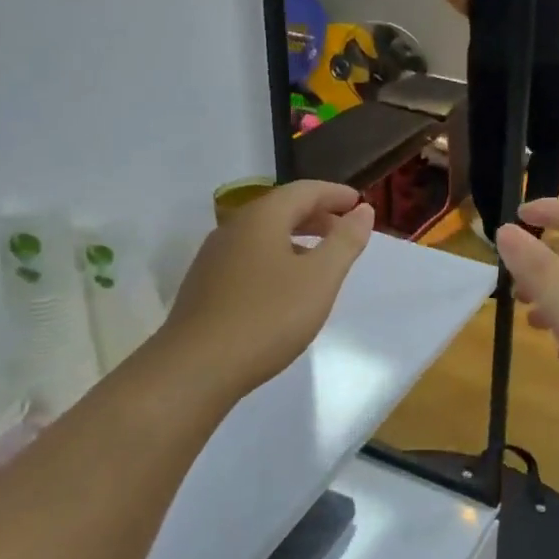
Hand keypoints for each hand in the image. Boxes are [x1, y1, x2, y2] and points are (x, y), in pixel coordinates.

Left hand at [149, 180, 373, 406]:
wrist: (196, 368)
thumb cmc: (268, 317)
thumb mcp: (320, 278)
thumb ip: (345, 241)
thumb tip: (362, 210)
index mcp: (262, 218)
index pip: (304, 190)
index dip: (335, 194)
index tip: (360, 204)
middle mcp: (233, 228)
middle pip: (281, 209)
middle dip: (318, 215)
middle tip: (347, 231)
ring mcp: (214, 257)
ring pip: (264, 235)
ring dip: (297, 237)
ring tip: (322, 260)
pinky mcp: (205, 285)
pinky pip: (249, 257)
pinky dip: (277, 257)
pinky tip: (286, 287)